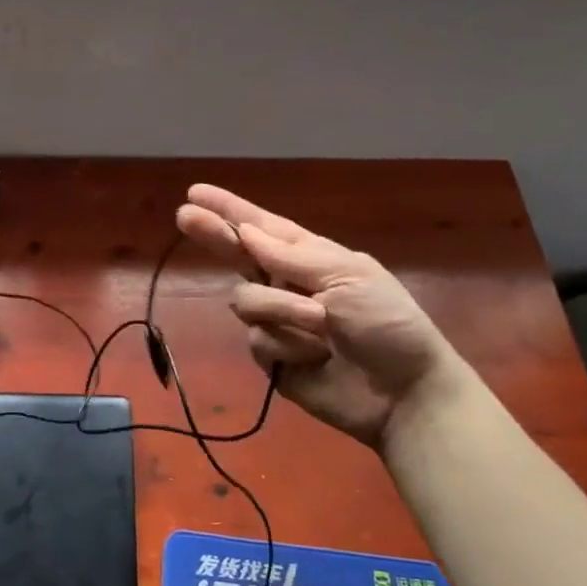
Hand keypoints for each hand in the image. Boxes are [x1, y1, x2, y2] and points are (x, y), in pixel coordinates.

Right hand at [175, 185, 457, 448]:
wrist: (402, 393)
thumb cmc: (387, 325)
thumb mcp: (347, 277)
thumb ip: (291, 257)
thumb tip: (246, 233)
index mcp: (310, 257)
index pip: (262, 227)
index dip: (229, 209)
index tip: (195, 192)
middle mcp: (287, 284)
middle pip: (237, 254)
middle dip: (213, 235)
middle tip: (183, 216)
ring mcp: (277, 321)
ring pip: (245, 301)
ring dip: (281, 309)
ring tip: (321, 326)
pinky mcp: (272, 358)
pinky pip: (257, 340)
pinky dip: (286, 346)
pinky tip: (314, 357)